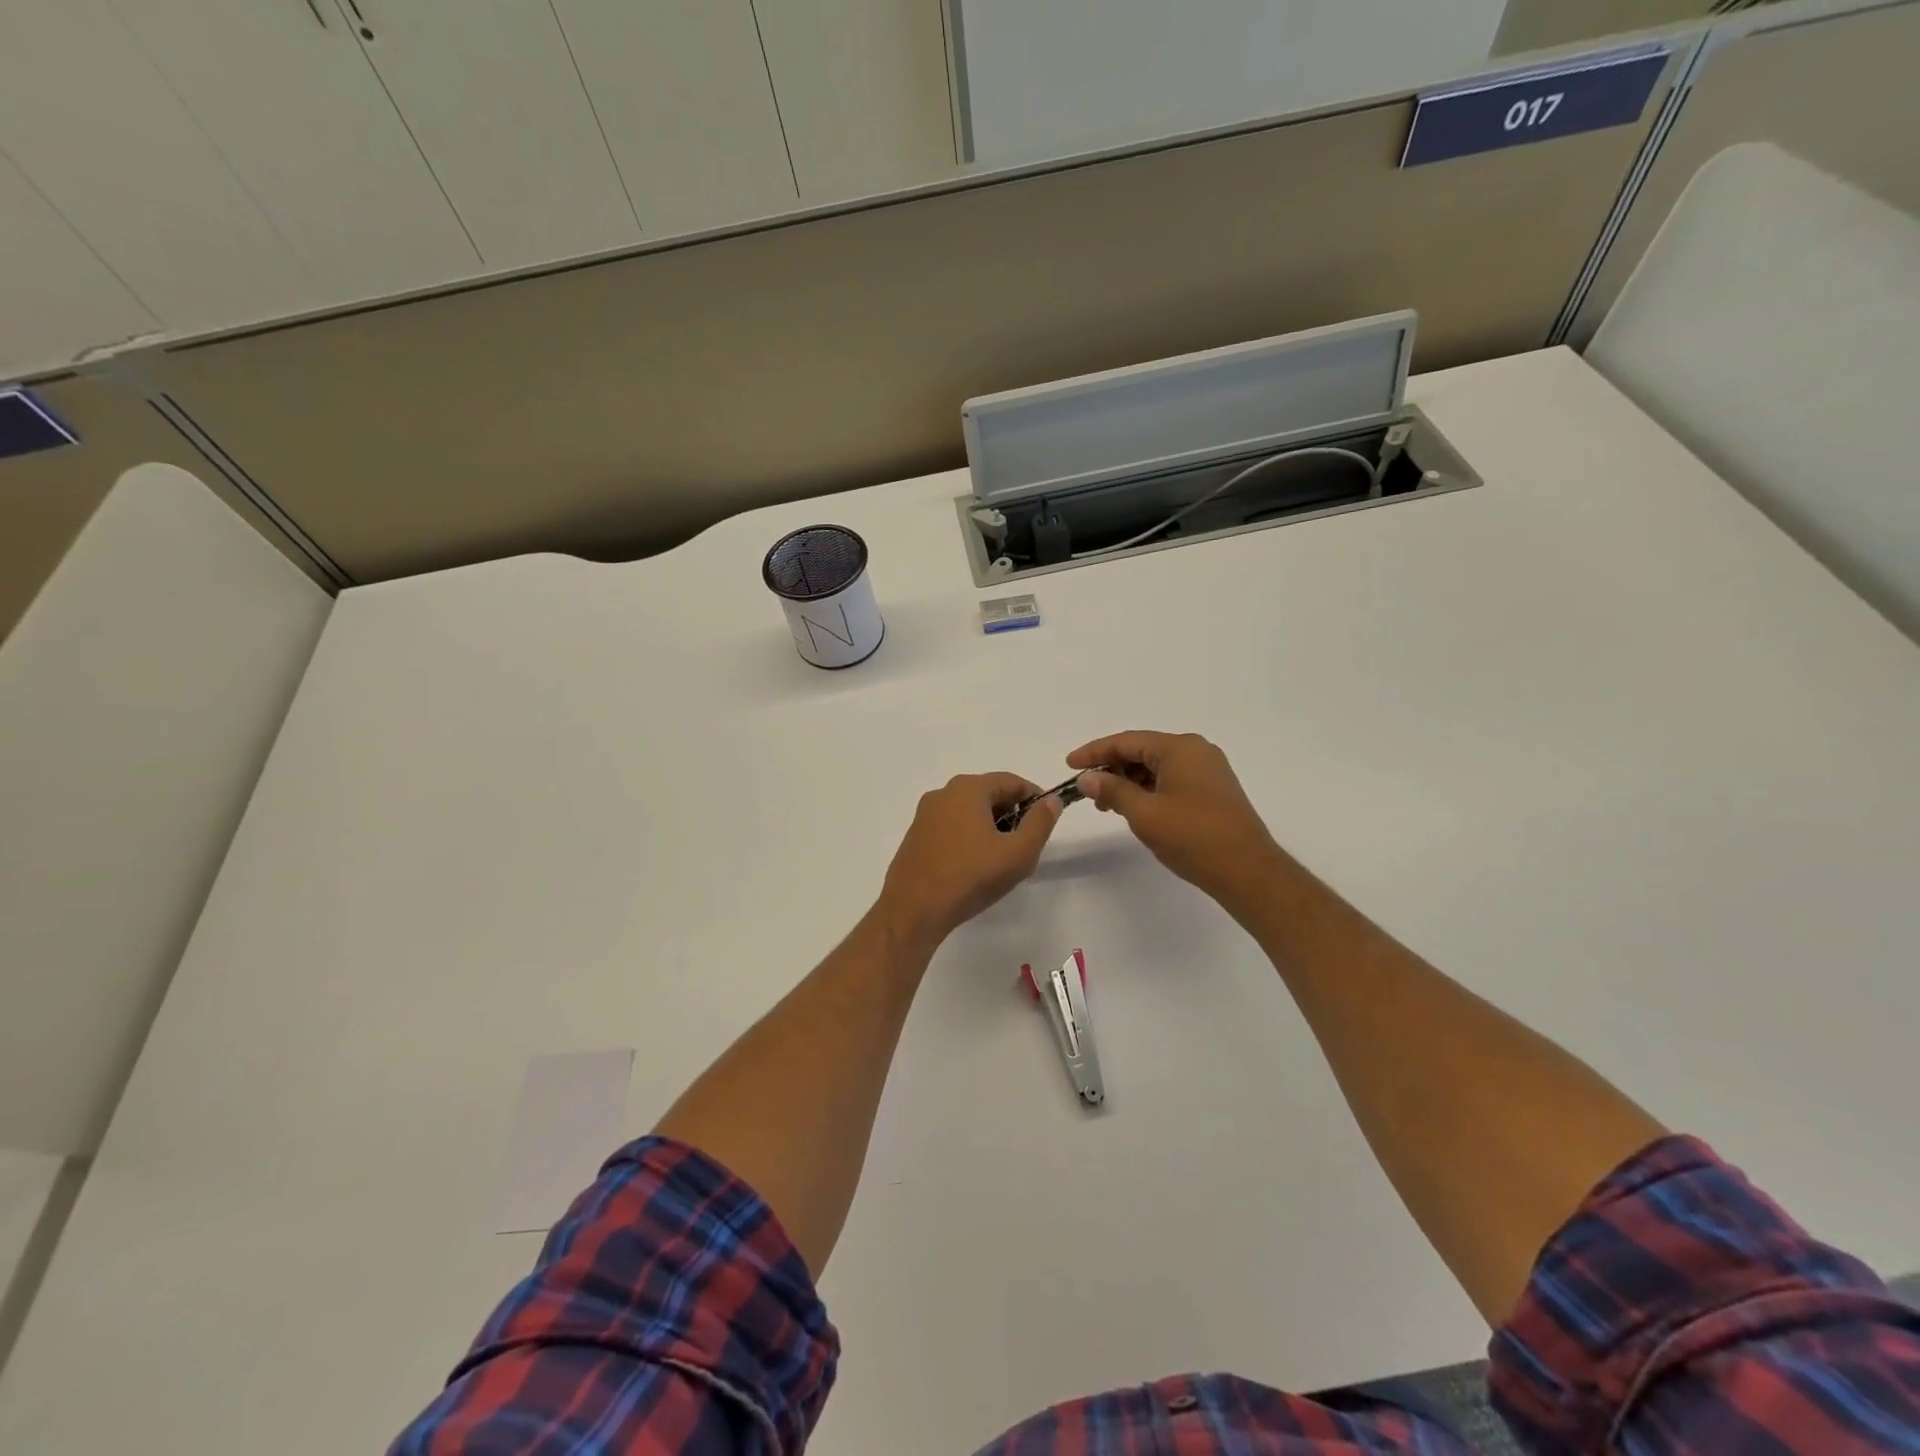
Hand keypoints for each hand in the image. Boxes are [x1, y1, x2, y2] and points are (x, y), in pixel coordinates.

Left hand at [878, 774, 1062, 944]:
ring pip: (969, 812)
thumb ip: (1040, 823)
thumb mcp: (1018, 853)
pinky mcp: (915, 836)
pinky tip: (974, 867)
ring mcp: (925, 815)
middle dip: (1012, 815)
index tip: (1046, 822)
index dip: (1035, 799)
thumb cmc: (971, 877)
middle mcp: (943, 793)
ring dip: (990, 828)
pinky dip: (969, 838)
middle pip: (989, 794)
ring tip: (1001, 861)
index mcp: (968, 788)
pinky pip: (951, 827)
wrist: (914, 910)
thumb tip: (1051, 801)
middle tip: (1025, 846)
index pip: (1012, 781)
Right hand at [1067, 731, 1285, 909]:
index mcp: (1179, 748)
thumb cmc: (1193, 837)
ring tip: (1107, 805)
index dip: (1094, 752)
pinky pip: (1171, 779)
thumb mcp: (1144, 813)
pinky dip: (1149, 789)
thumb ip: (1112, 791)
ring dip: (1129, 781)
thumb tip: (1087, 779)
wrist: (1247, 871)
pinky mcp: (1213, 789)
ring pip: (1156, 766)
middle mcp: (1196, 751)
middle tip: (1087, 790)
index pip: (1126, 741)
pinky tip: (1134, 808)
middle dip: (1112, 768)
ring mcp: (1208, 770)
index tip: (1070, 764)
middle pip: (1142, 750)